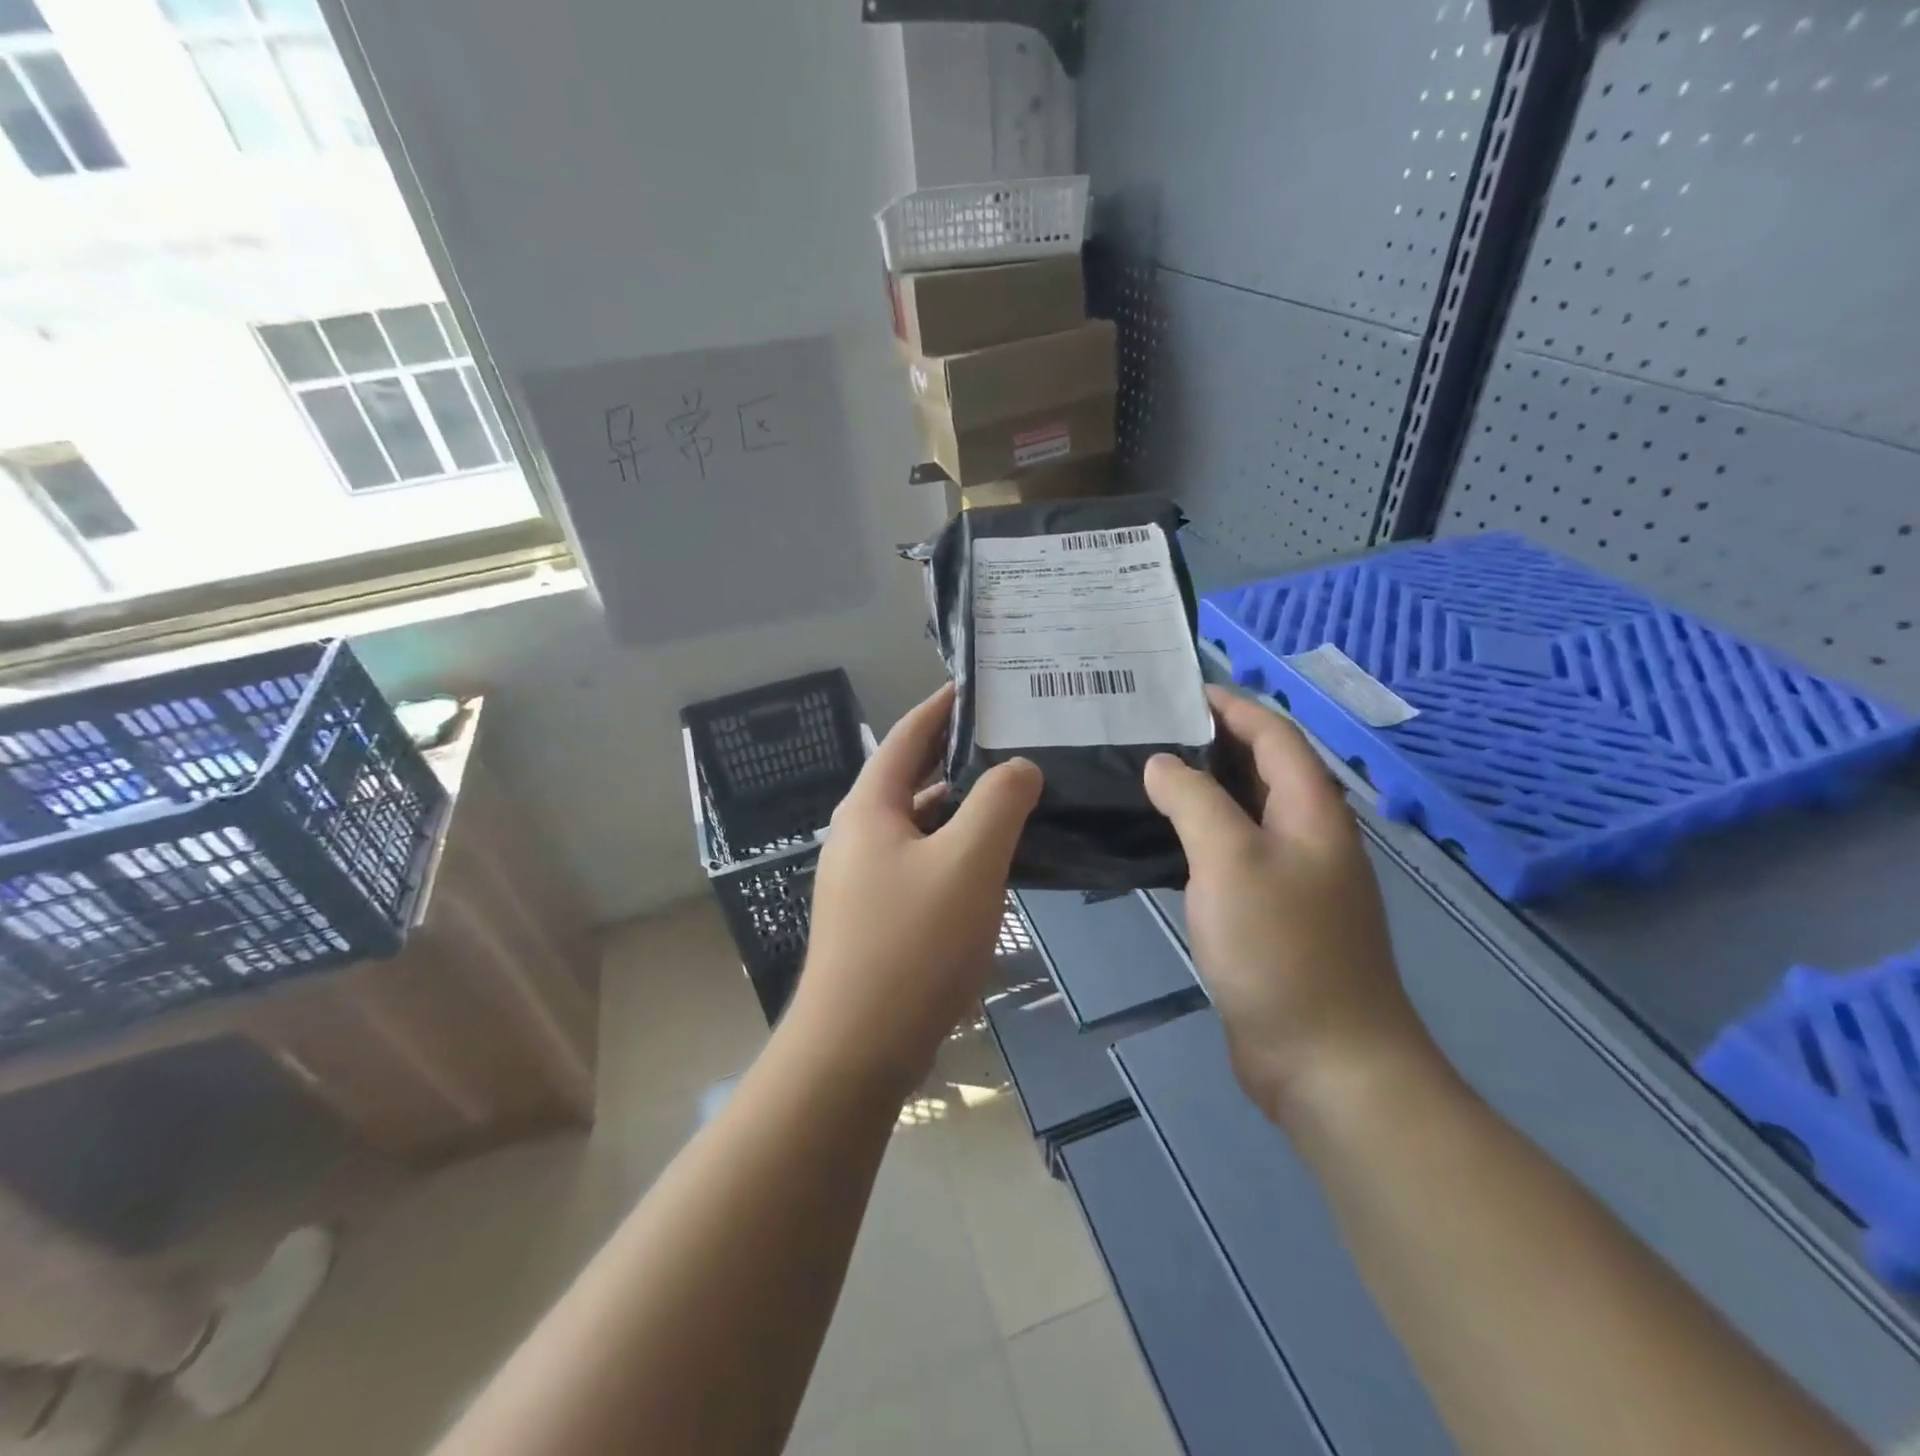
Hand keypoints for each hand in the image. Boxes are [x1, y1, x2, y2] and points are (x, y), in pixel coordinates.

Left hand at [788, 684, 1042, 1095]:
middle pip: (913, 776)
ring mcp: (865, 878)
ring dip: (962, 806)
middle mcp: (860, 834)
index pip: (908, 735)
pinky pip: (924, 862)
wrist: (857, 1047)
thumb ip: (999, 802)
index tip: (980, 684)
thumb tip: (1019, 766)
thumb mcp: (968, 861)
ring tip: (1015, 792)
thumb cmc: (912, 943)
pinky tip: (995, 860)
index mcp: (869, 808)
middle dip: (959, 754)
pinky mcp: (878, 915)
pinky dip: (957, 849)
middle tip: (1013, 737)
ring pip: (922, 824)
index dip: (943, 705)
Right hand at [1143, 687, 1435, 1121]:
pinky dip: (1198, 835)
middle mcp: (1308, 836)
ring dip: (1200, 789)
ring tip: (1142, 775)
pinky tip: (1159, 840)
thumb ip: (1194, 800)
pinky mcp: (1271, 915)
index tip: (1176, 690)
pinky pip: (1232, 855)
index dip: (1230, 705)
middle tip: (1145, 730)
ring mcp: (1292, 878)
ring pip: (1243, 813)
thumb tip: (1163, 763)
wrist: (1326, 1061)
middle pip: (1261, 768)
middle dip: (1209, 742)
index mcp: (1312, 810)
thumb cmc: (1281, 949)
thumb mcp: (1230, 860)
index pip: (1273, 733)